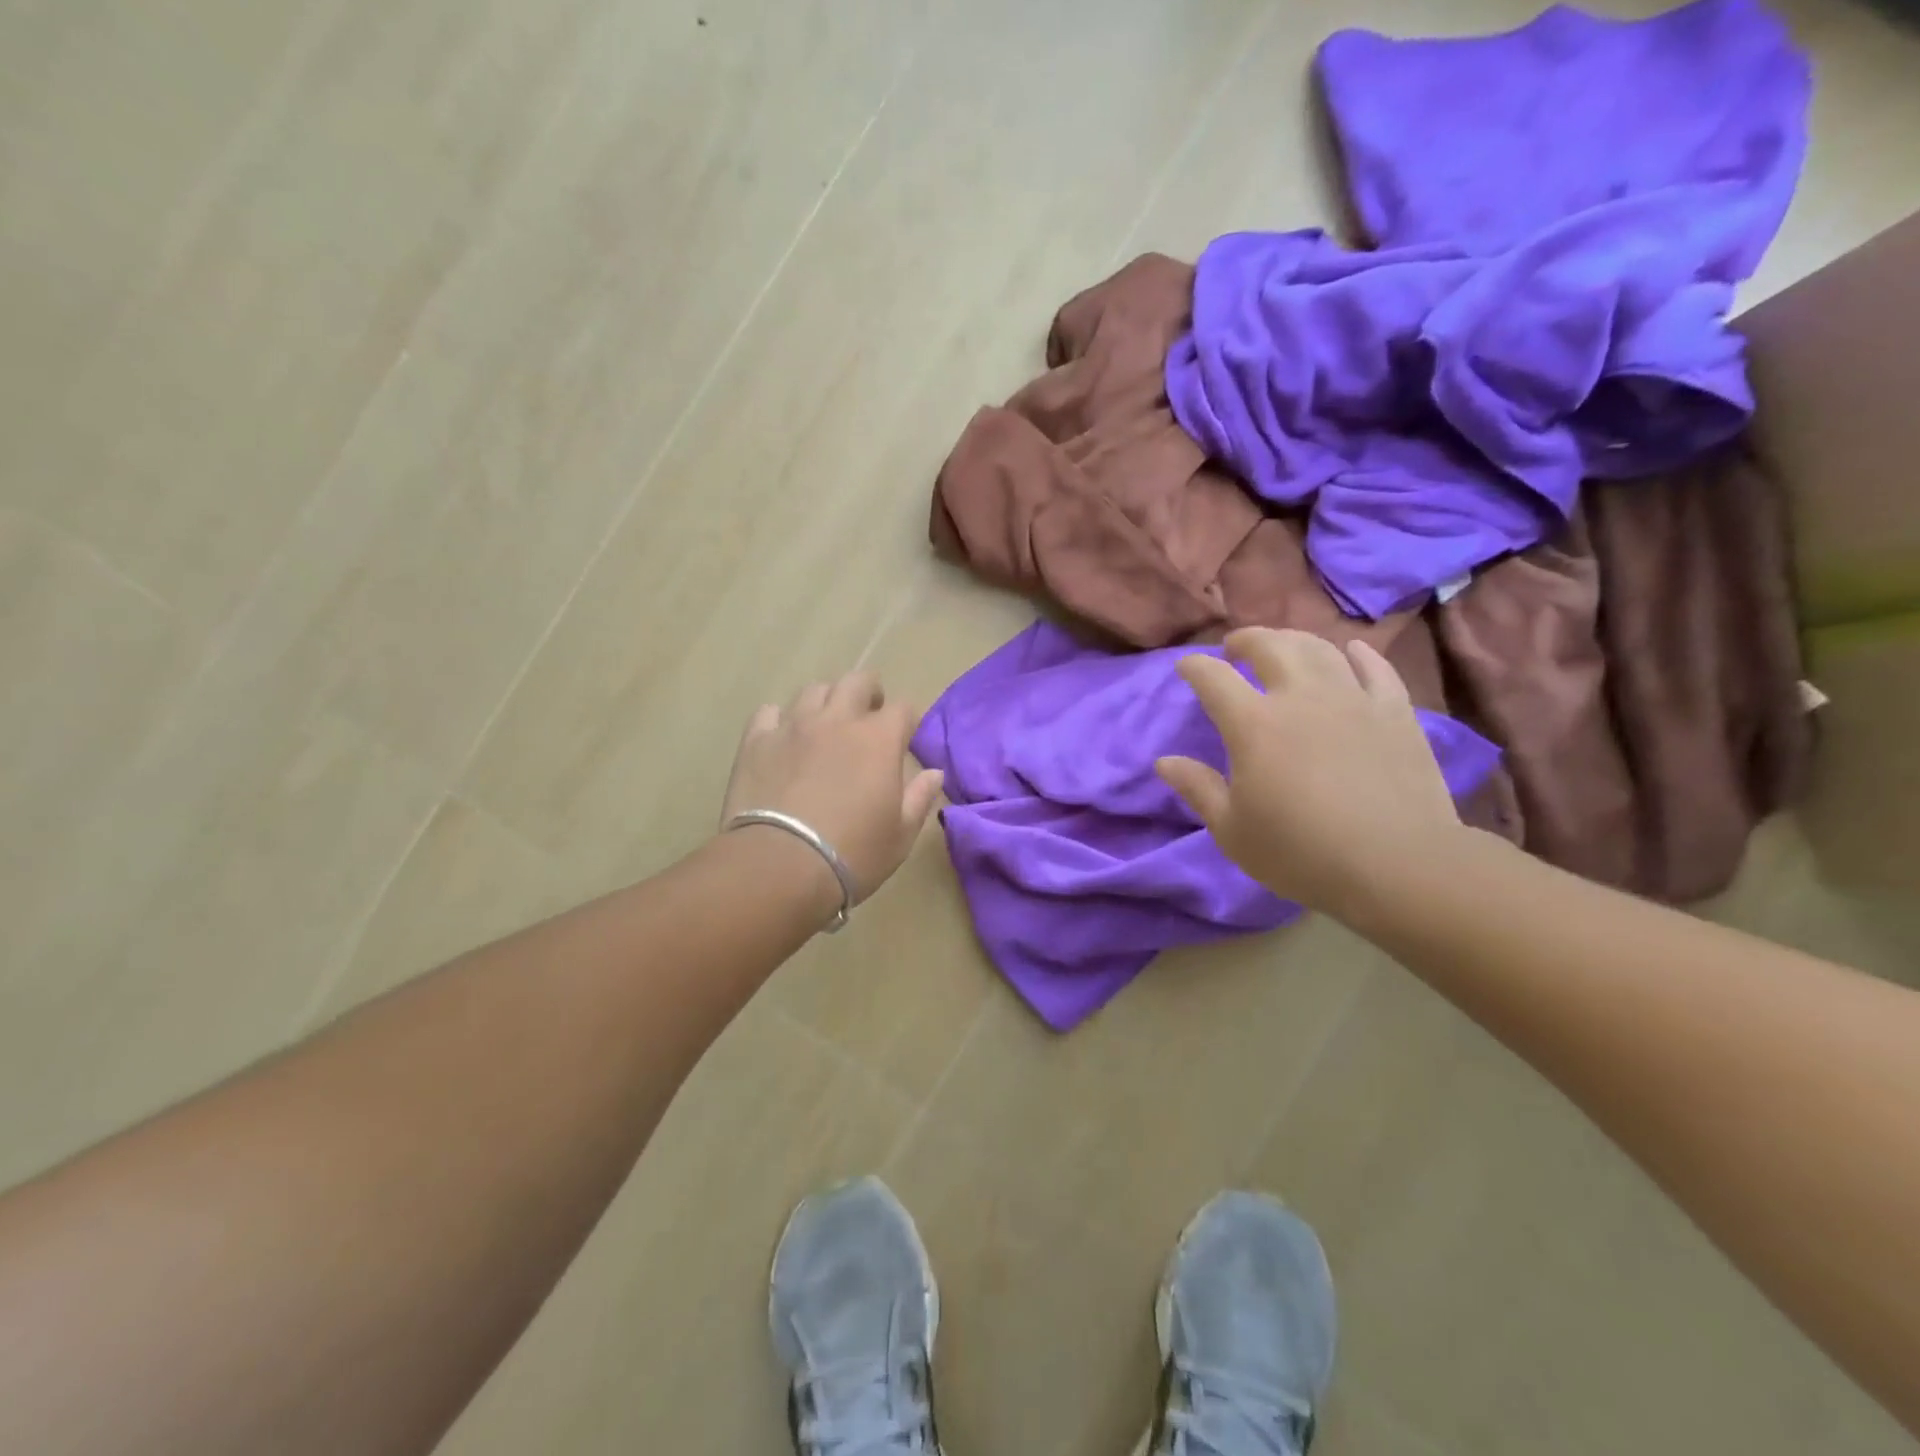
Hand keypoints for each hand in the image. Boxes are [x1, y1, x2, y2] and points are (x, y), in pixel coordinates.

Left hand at [721, 672, 944, 905]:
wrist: (779, 865)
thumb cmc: (852, 854)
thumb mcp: (900, 835)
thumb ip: (919, 798)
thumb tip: (934, 773)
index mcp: (878, 739)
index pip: (903, 708)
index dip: (908, 720)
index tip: (906, 737)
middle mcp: (837, 720)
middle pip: (857, 682)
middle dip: (869, 693)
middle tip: (868, 717)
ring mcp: (793, 726)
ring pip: (813, 690)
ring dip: (826, 702)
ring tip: (826, 725)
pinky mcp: (756, 741)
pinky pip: (769, 712)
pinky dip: (781, 720)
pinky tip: (783, 739)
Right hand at [1156, 628, 1462, 919]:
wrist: (1398, 865)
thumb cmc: (1302, 853)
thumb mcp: (1232, 831)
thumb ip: (1197, 789)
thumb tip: (1164, 762)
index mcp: (1253, 724)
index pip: (1214, 678)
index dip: (1195, 667)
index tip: (1186, 667)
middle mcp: (1300, 697)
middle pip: (1269, 646)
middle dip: (1245, 640)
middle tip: (1235, 648)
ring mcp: (1352, 699)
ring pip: (1320, 648)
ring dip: (1294, 640)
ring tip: (1285, 647)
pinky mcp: (1395, 711)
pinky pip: (1376, 668)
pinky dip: (1359, 655)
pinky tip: (1352, 652)